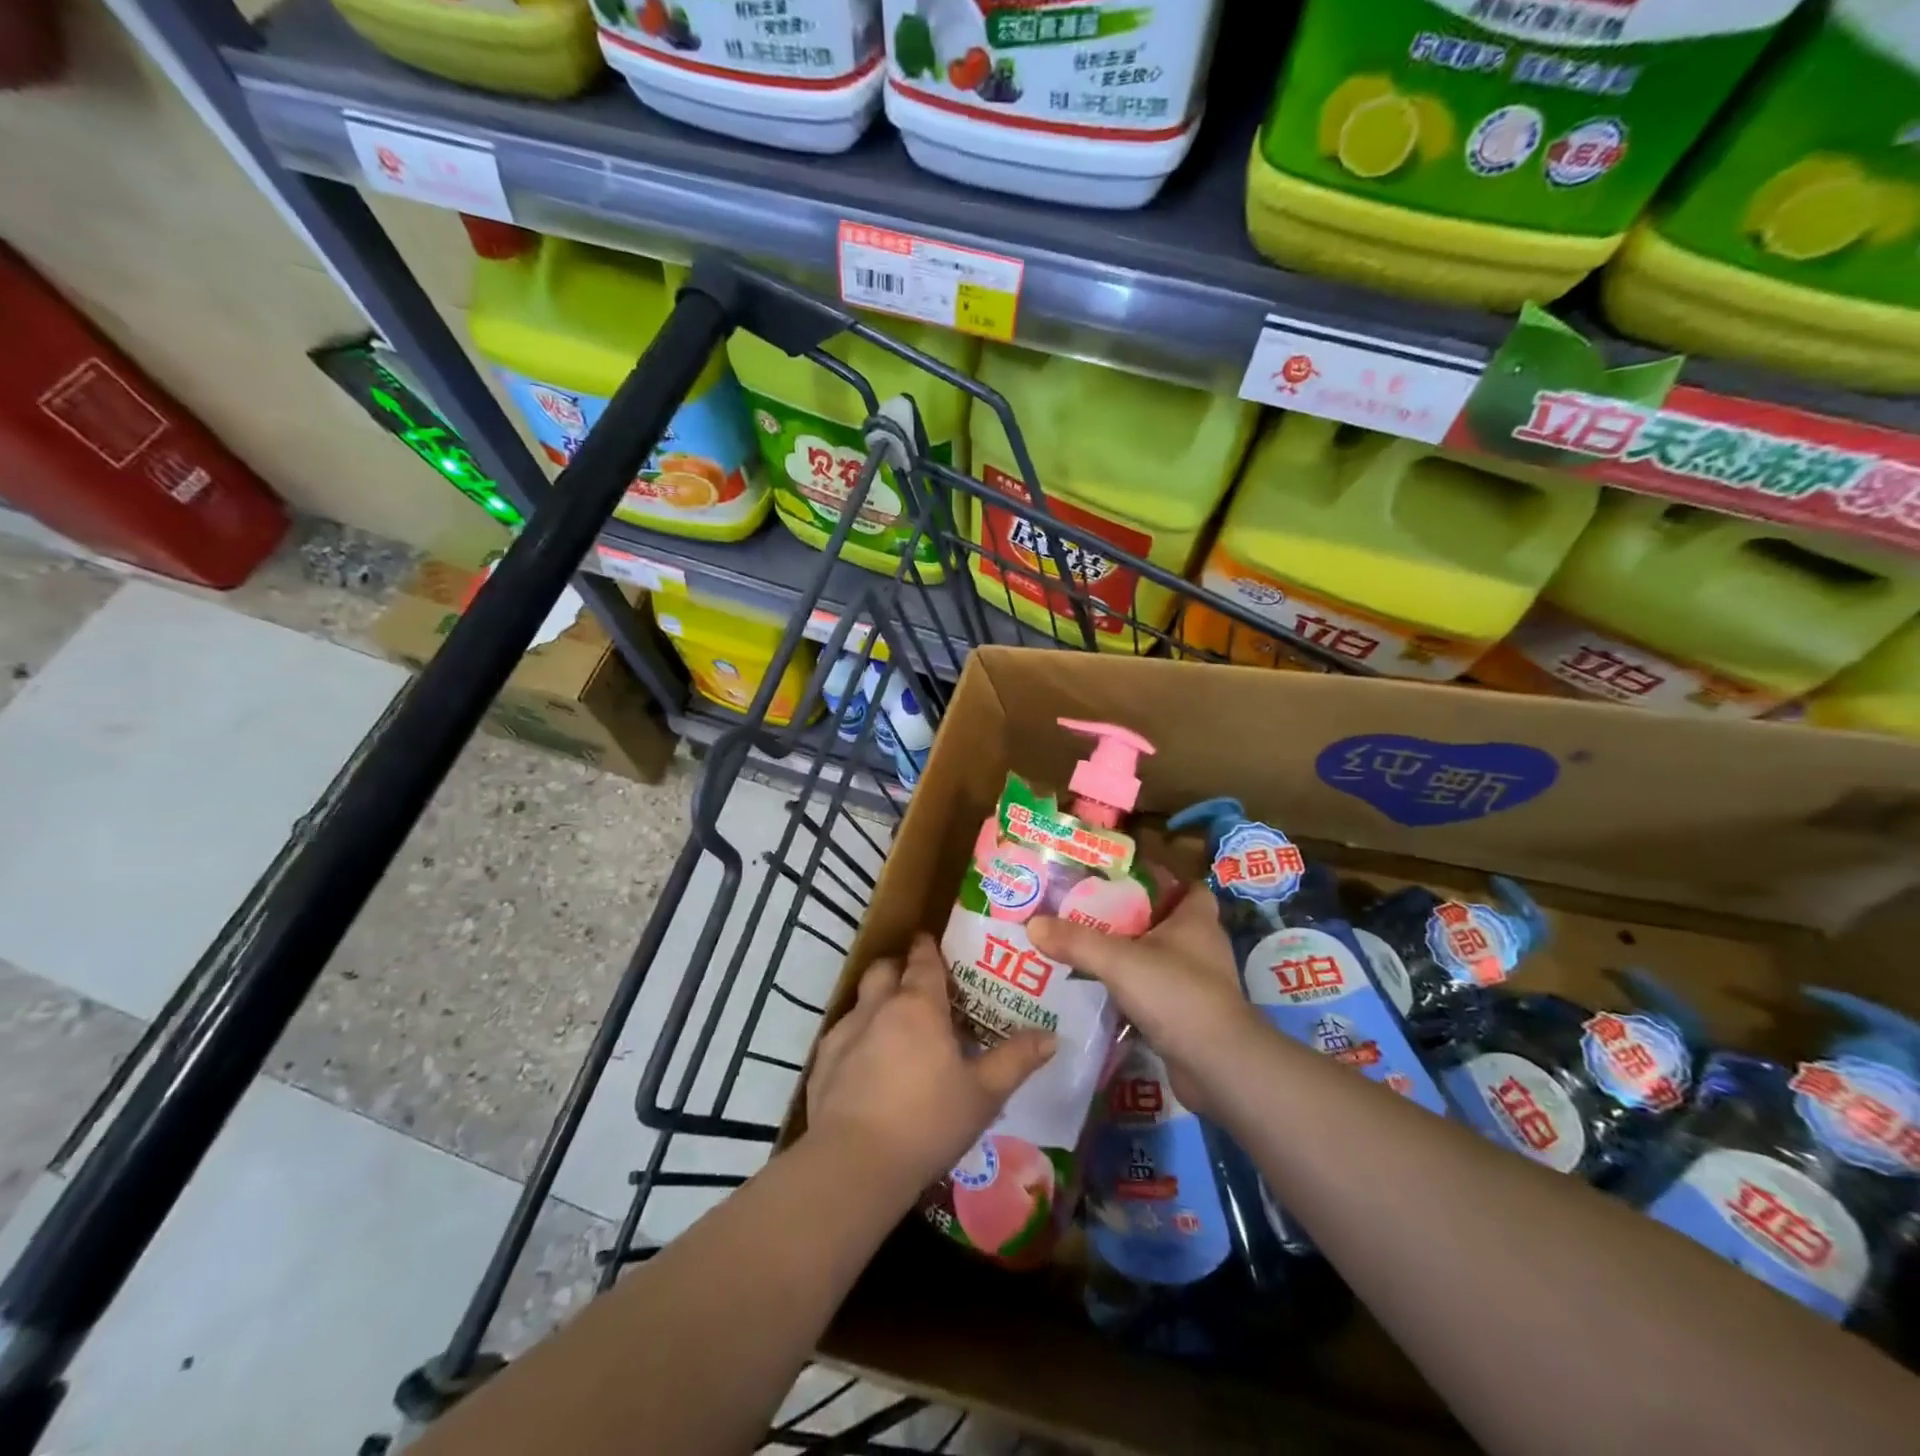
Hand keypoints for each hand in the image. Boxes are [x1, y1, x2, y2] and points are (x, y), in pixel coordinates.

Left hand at [805, 934, 1055, 1193]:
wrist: (854, 1164)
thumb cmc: (927, 1121)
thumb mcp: (983, 1094)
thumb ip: (1016, 1060)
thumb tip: (1051, 1036)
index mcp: (918, 1005)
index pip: (923, 960)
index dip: (928, 948)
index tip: (931, 942)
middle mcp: (878, 1007)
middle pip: (884, 969)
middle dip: (898, 969)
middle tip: (917, 987)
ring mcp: (844, 1033)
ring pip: (861, 1000)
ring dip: (876, 1003)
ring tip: (894, 1029)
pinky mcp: (821, 1062)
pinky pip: (842, 1035)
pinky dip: (857, 1039)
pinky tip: (866, 1068)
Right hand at [1029, 885, 1259, 1116]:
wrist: (1218, 1066)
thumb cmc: (1176, 993)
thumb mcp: (1118, 960)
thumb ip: (1076, 940)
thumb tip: (1033, 923)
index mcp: (1196, 920)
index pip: (1186, 887)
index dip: (1159, 880)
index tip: (1121, 880)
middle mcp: (1202, 947)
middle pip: (1166, 922)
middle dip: (1132, 918)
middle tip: (1089, 913)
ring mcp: (1198, 984)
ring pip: (1159, 959)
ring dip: (1130, 956)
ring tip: (1086, 950)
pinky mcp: (1189, 1016)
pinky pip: (1156, 993)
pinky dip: (1133, 991)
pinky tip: (1101, 992)